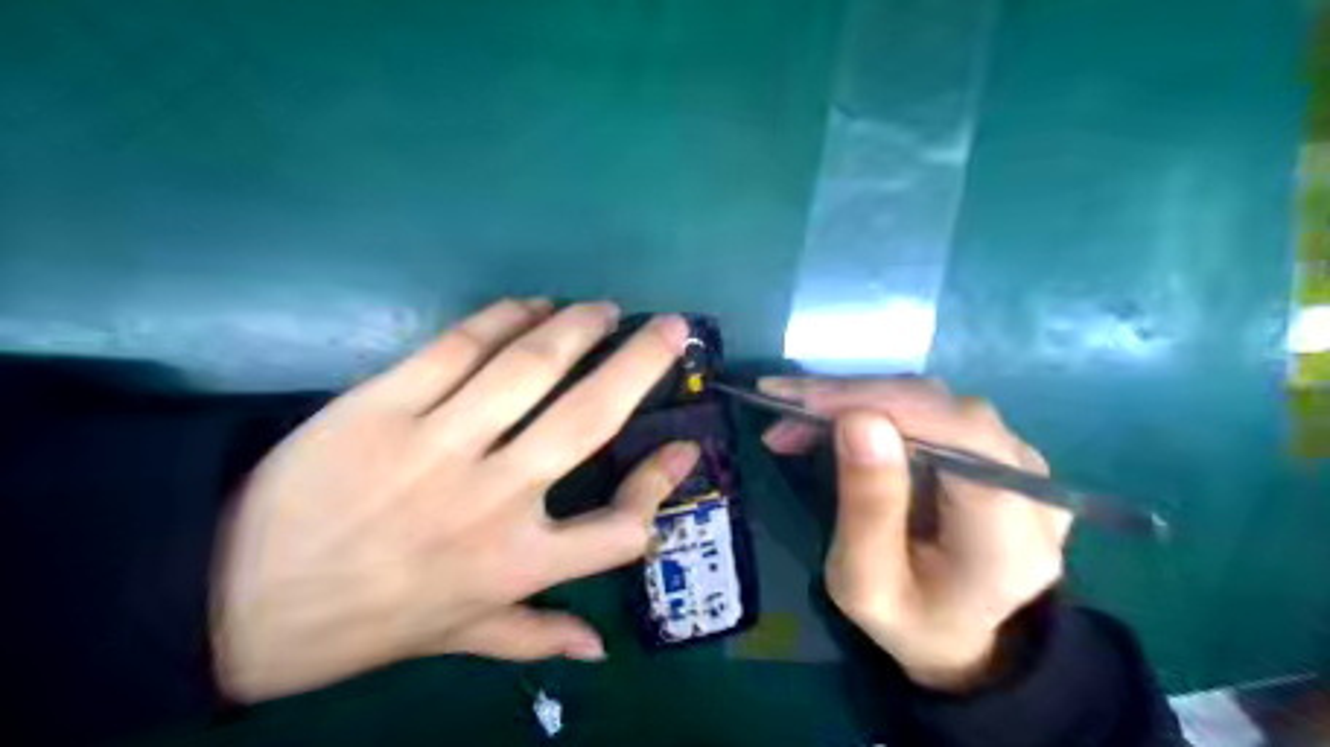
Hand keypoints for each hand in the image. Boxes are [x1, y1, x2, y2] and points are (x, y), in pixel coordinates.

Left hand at [209, 298, 696, 701]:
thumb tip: (599, 648)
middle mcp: (492, 499)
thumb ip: (533, 638)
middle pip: (589, 418)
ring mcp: (438, 445)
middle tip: (671, 327)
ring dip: (578, 326)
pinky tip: (531, 305)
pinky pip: (459, 346)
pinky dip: (505, 317)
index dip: (662, 485)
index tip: (685, 446)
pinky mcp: (382, 404)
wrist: (229, 598)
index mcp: (515, 564)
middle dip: (641, 363)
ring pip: (530, 367)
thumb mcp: (456, 639)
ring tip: (603, 309)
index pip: (622, 530)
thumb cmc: (361, 623)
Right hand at [759, 375, 1066, 689]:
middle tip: (783, 410)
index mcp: (1009, 538)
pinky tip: (837, 422)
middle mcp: (1031, 487)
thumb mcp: (865, 584)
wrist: (961, 638)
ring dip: (859, 401)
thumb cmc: (907, 620)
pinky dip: (879, 409)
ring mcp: (1023, 464)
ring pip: (934, 402)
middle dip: (854, 399)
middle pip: (942, 408)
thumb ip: (867, 508)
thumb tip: (859, 418)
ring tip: (799, 420)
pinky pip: (935, 411)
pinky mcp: (1001, 451)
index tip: (802, 402)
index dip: (881, 403)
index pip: (957, 434)